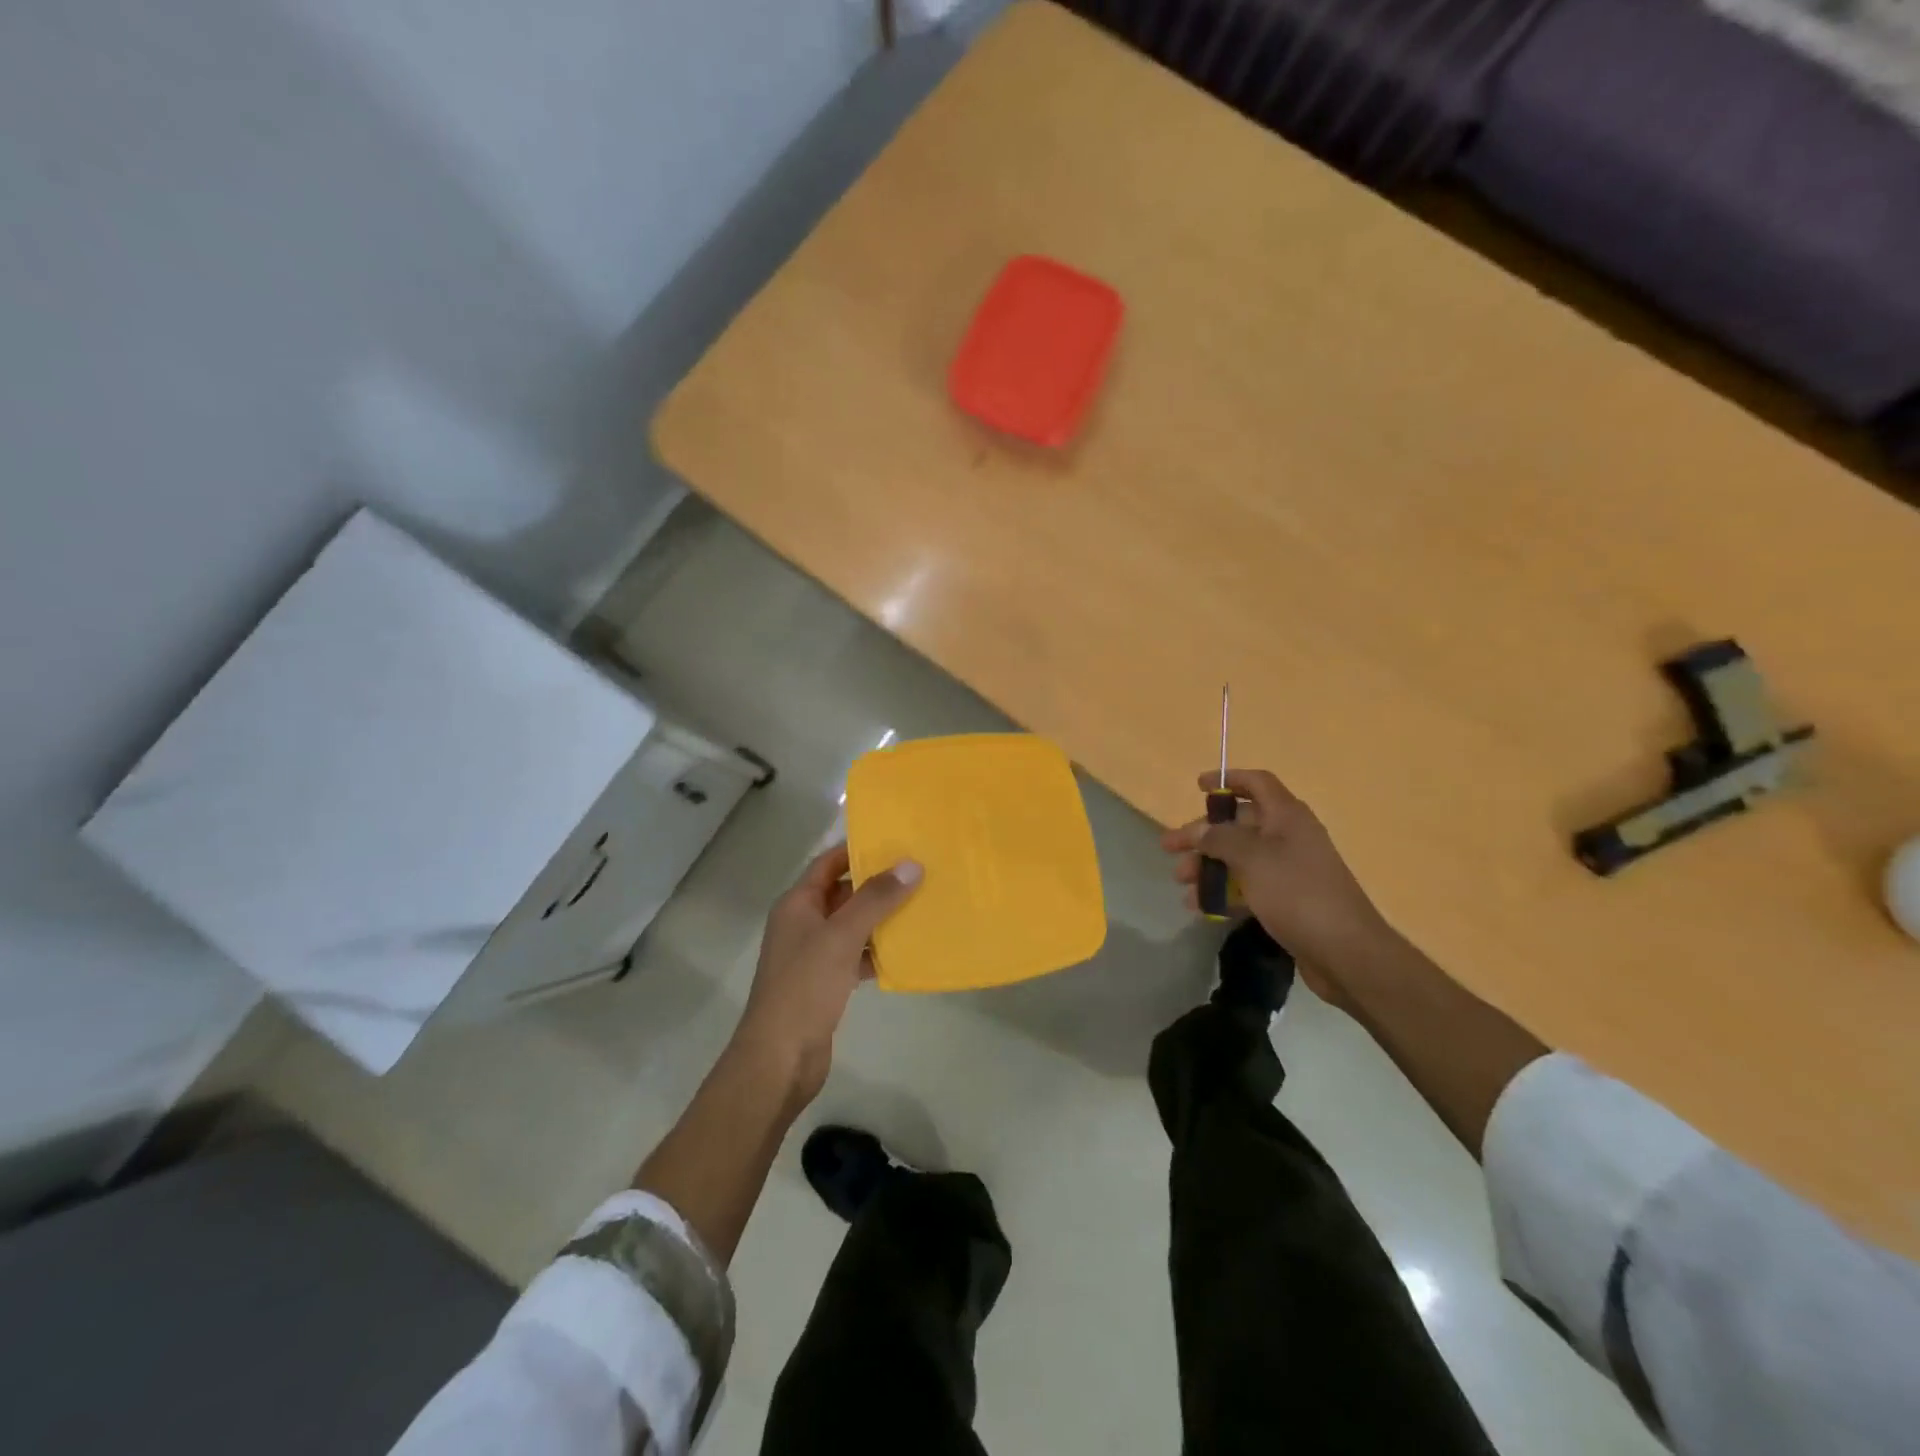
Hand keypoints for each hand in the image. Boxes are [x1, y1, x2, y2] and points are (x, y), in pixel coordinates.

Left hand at [732, 844, 921, 1105]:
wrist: (780, 1059)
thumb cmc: (805, 987)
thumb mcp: (842, 936)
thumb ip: (876, 899)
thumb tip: (910, 864)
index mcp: (797, 904)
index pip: (829, 863)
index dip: (858, 849)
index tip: (897, 840)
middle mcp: (803, 923)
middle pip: (843, 892)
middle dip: (877, 883)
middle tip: (919, 871)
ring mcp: (814, 955)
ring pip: (852, 925)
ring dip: (881, 917)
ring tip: (922, 905)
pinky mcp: (826, 982)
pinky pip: (856, 955)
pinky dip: (878, 951)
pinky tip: (907, 950)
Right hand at [1162, 769, 1388, 1003]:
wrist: (1346, 952)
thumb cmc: (1296, 893)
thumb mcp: (1252, 859)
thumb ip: (1220, 838)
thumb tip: (1200, 829)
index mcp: (1287, 816)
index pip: (1257, 783)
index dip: (1228, 780)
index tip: (1198, 786)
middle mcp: (1289, 837)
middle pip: (1239, 824)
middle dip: (1203, 835)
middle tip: (1170, 850)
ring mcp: (1290, 869)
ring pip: (1240, 857)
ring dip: (1209, 867)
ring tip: (1182, 885)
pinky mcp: (1288, 899)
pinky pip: (1248, 886)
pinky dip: (1225, 892)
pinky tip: (1202, 908)